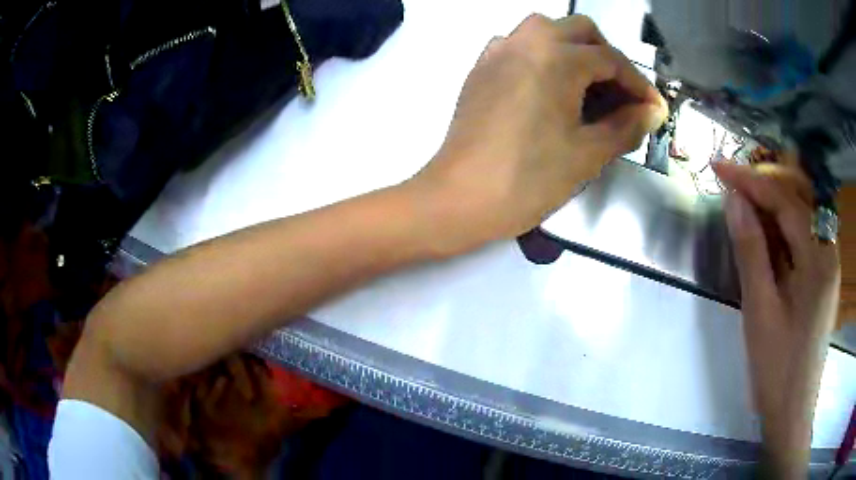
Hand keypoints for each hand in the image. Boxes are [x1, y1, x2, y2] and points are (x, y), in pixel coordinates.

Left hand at [411, 14, 665, 253]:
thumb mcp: (588, 154)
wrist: (460, 198)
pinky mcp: (480, 68)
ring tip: (588, 89)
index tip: (653, 108)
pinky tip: (550, 89)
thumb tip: (652, 111)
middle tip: (621, 95)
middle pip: (579, 31)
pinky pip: (519, 46)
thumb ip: (627, 126)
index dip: (638, 84)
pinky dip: (543, 57)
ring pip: (546, 31)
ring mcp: (497, 51)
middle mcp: (525, 41)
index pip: (611, 59)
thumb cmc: (529, 178)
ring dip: (574, 50)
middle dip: (608, 57)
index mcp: (556, 57)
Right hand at [715, 162, 839, 477]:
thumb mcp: (760, 310)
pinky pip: (803, 240)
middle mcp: (828, 251)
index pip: (786, 201)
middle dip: (764, 185)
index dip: (751, 180)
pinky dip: (782, 229)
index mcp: (819, 258)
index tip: (718, 167)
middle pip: (797, 201)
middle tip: (730, 182)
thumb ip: (751, 250)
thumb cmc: (776, 368)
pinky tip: (764, 234)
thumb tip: (734, 201)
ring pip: (801, 217)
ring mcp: (827, 265)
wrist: (791, 412)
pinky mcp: (822, 279)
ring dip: (772, 206)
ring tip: (742, 203)